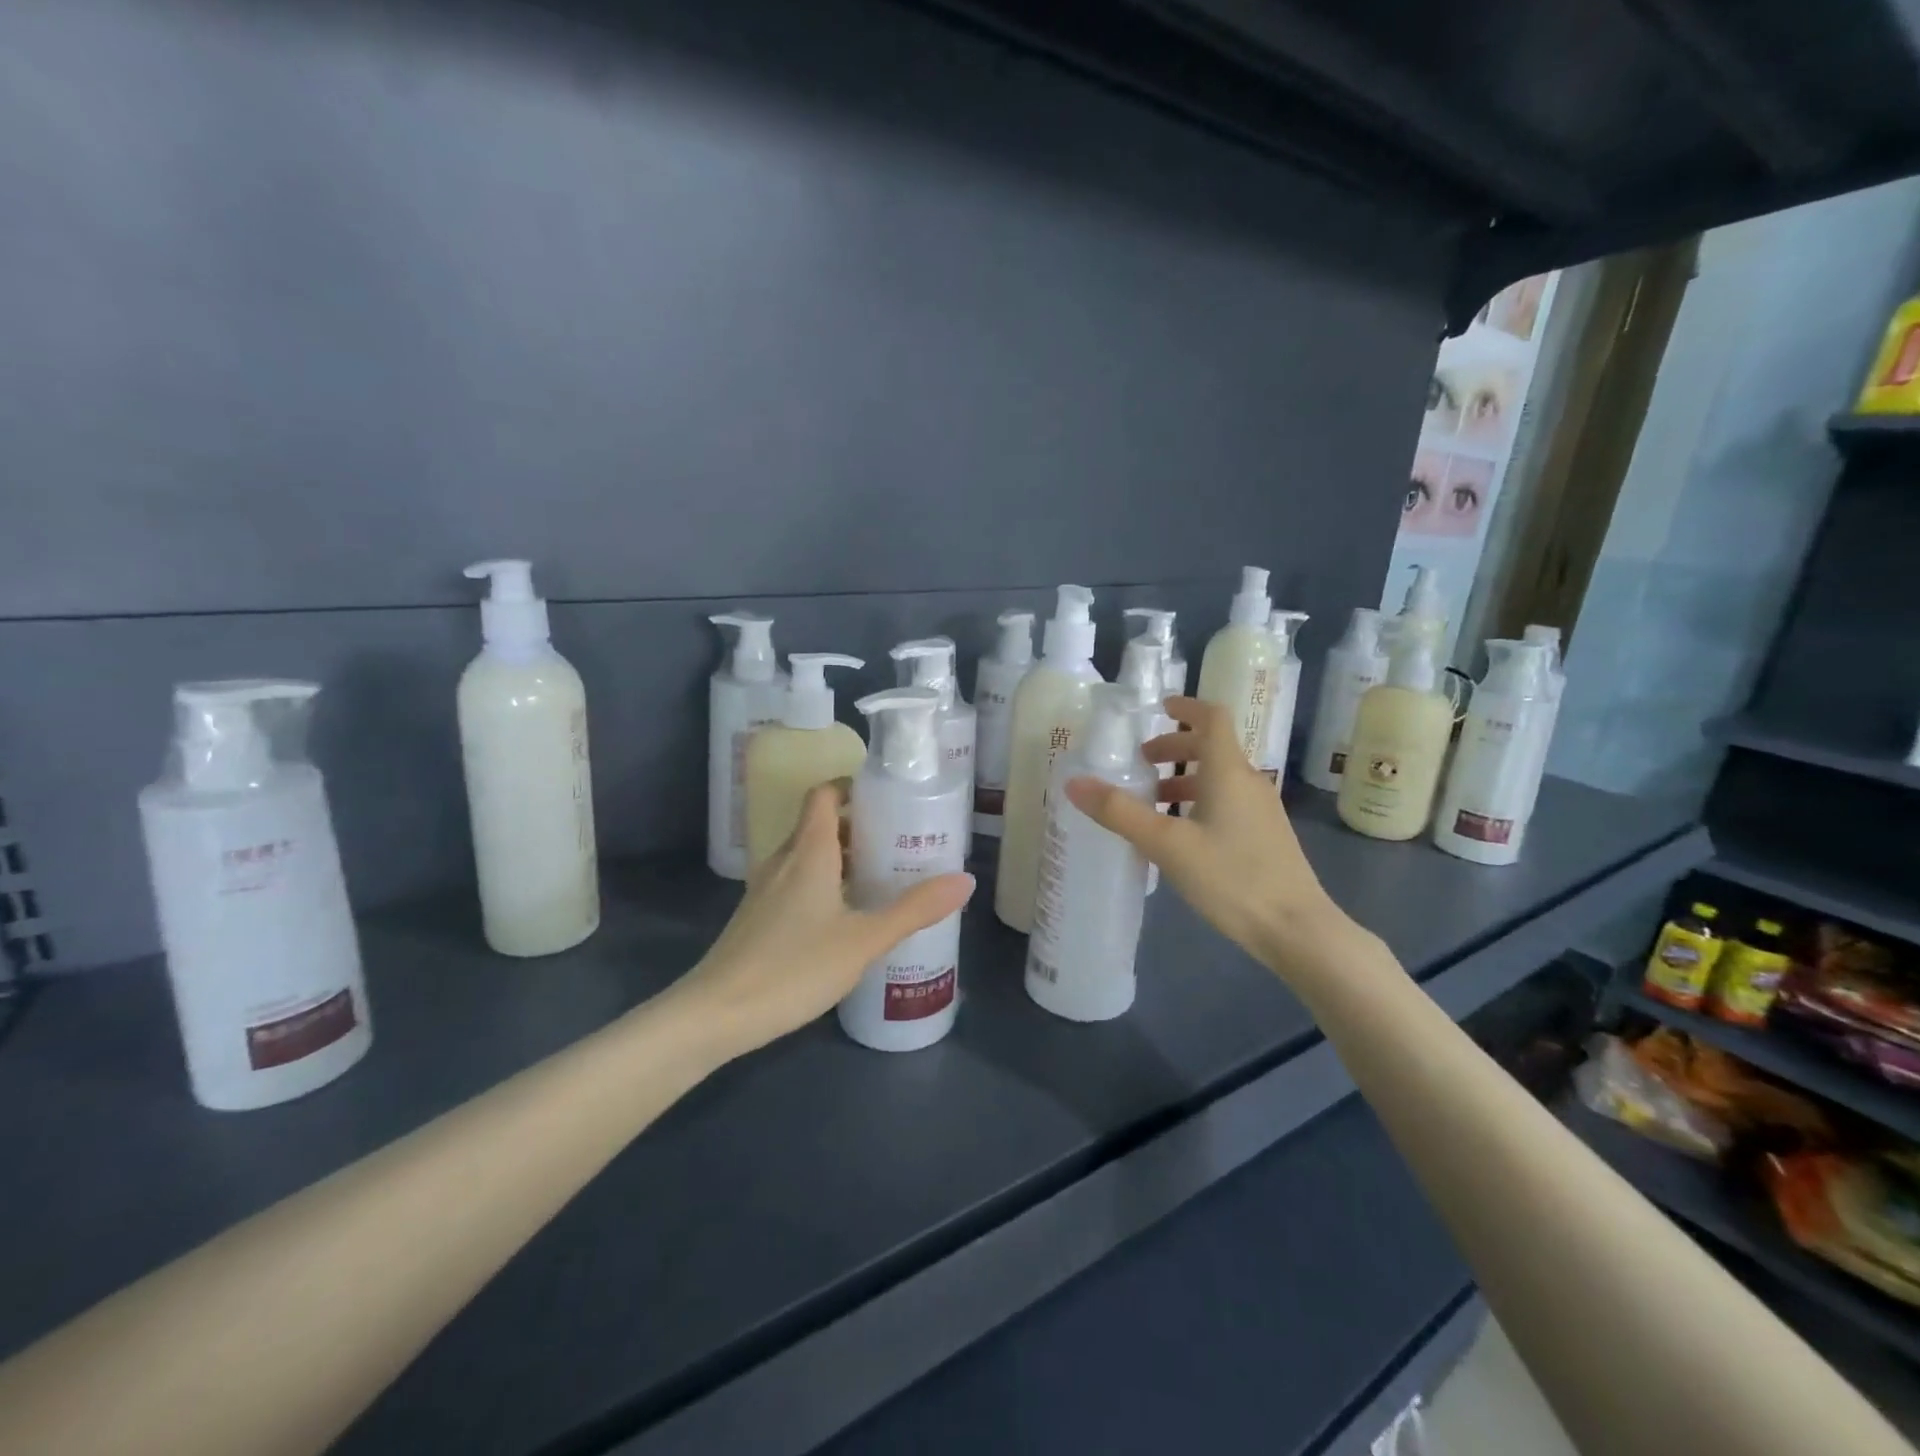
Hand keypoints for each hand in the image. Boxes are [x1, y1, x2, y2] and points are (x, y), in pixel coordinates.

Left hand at [668, 783, 974, 1059]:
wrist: (716, 1014)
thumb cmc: (794, 967)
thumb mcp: (864, 940)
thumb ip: (914, 910)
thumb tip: (966, 880)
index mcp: (808, 851)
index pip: (824, 794)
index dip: (852, 787)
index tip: (887, 798)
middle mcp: (784, 860)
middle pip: (820, 824)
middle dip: (859, 827)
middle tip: (899, 841)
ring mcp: (766, 889)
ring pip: (808, 856)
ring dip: (842, 857)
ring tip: (881, 877)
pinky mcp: (758, 916)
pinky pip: (796, 881)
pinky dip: (824, 883)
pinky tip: (846, 917)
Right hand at [1064, 696, 1357, 978]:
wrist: (1296, 930)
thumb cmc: (1231, 877)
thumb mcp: (1166, 844)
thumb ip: (1120, 812)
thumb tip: (1074, 782)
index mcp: (1228, 772)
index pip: (1212, 717)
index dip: (1186, 706)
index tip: (1158, 707)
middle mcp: (1249, 782)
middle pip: (1212, 747)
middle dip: (1175, 746)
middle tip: (1140, 762)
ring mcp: (1261, 810)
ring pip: (1218, 778)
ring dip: (1183, 778)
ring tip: (1151, 801)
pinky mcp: (1265, 836)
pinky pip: (1227, 802)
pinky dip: (1198, 802)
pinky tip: (1179, 835)